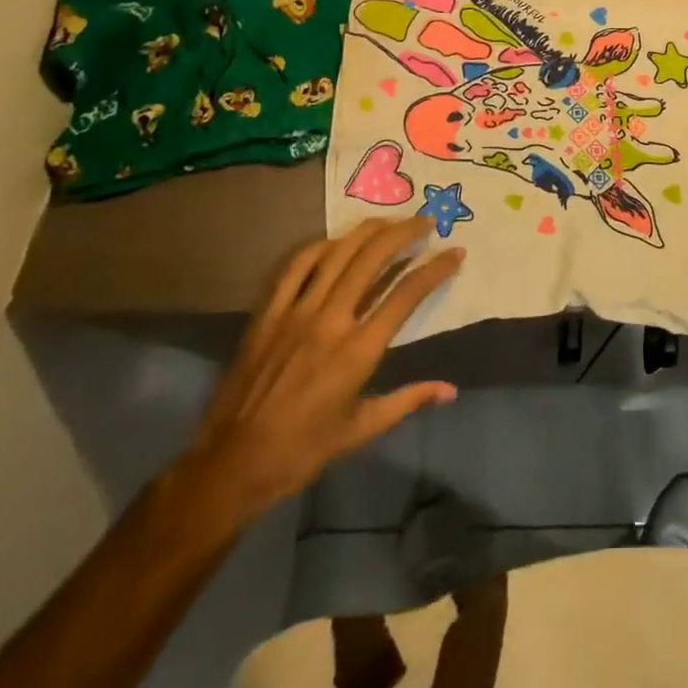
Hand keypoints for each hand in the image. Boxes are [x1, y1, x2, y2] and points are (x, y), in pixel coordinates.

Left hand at [177, 216, 464, 527]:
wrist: (231, 465)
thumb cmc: (303, 450)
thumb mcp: (362, 429)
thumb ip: (408, 400)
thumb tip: (450, 391)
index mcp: (359, 351)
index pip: (407, 294)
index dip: (436, 268)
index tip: (455, 252)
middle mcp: (331, 321)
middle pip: (373, 258)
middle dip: (405, 233)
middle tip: (426, 222)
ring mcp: (296, 312)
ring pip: (338, 253)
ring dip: (369, 231)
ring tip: (390, 221)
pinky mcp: (268, 313)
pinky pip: (296, 266)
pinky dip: (321, 246)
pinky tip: (337, 241)